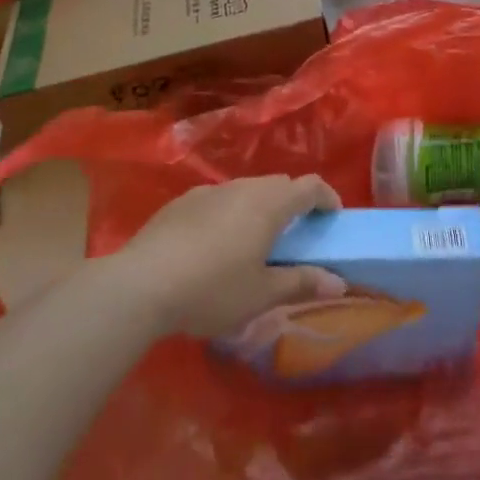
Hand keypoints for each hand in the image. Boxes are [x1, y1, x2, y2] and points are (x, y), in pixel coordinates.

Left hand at [115, 175, 346, 337]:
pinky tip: (213, 245)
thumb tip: (339, 282)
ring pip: (246, 189)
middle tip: (294, 235)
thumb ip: (301, 283)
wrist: (140, 285)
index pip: (310, 186)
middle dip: (293, 203)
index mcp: (269, 205)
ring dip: (259, 207)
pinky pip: (218, 199)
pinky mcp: (181, 202)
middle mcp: (243, 188)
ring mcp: (209, 191)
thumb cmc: (211, 290)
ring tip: (254, 242)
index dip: (327, 198)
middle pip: (278, 184)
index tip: (332, 217)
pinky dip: (229, 213)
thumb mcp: (261, 295)